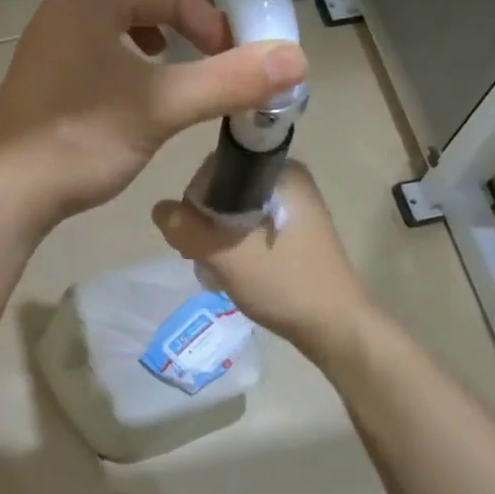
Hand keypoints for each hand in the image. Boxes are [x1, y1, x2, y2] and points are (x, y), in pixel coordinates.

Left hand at [0, 0, 305, 233]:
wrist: (5, 192)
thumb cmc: (82, 141)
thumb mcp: (162, 108)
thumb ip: (229, 81)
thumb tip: (296, 60)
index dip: (208, 15)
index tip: (231, 57)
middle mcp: (66, 3)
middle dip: (184, 13)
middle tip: (212, 50)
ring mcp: (49, 35)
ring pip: (117, 13)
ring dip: (157, 30)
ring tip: (178, 63)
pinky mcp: (44, 67)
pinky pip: (97, 40)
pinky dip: (129, 51)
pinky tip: (137, 87)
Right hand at [151, 160, 369, 356]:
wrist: (335, 326)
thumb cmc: (284, 284)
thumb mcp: (226, 255)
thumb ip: (186, 229)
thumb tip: (159, 209)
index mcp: (280, 173)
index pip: (218, 167)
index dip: (195, 198)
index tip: (192, 233)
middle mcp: (289, 181)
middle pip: (224, 189)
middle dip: (205, 222)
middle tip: (203, 256)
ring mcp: (294, 207)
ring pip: (235, 211)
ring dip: (218, 238)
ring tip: (218, 269)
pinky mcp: (294, 231)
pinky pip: (250, 226)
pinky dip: (235, 245)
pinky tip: (234, 271)